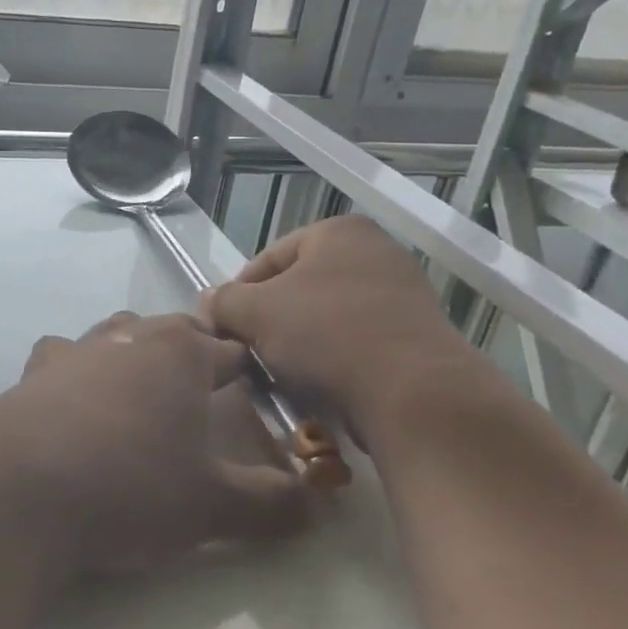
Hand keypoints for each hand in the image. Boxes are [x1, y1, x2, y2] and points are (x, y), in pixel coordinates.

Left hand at [0, 312, 309, 572]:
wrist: (18, 487)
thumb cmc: (129, 484)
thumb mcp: (210, 505)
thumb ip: (269, 502)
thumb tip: (316, 504)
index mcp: (181, 353)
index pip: (230, 350)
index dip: (249, 370)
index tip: (259, 393)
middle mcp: (129, 336)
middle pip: (172, 331)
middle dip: (192, 355)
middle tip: (202, 396)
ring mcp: (76, 349)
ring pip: (118, 334)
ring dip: (134, 355)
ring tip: (141, 395)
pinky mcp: (34, 372)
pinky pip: (65, 358)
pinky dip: (78, 373)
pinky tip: (74, 406)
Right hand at [202, 216, 489, 444]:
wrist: (416, 396)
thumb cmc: (328, 336)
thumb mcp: (256, 313)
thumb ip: (224, 301)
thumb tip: (209, 303)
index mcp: (339, 231)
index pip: (268, 259)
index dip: (239, 295)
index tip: (225, 330)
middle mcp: (377, 252)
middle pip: (299, 288)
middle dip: (271, 321)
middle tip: (251, 353)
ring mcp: (404, 294)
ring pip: (328, 317)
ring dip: (301, 343)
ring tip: (283, 375)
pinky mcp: (419, 336)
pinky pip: (360, 342)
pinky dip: (336, 359)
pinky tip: (321, 386)